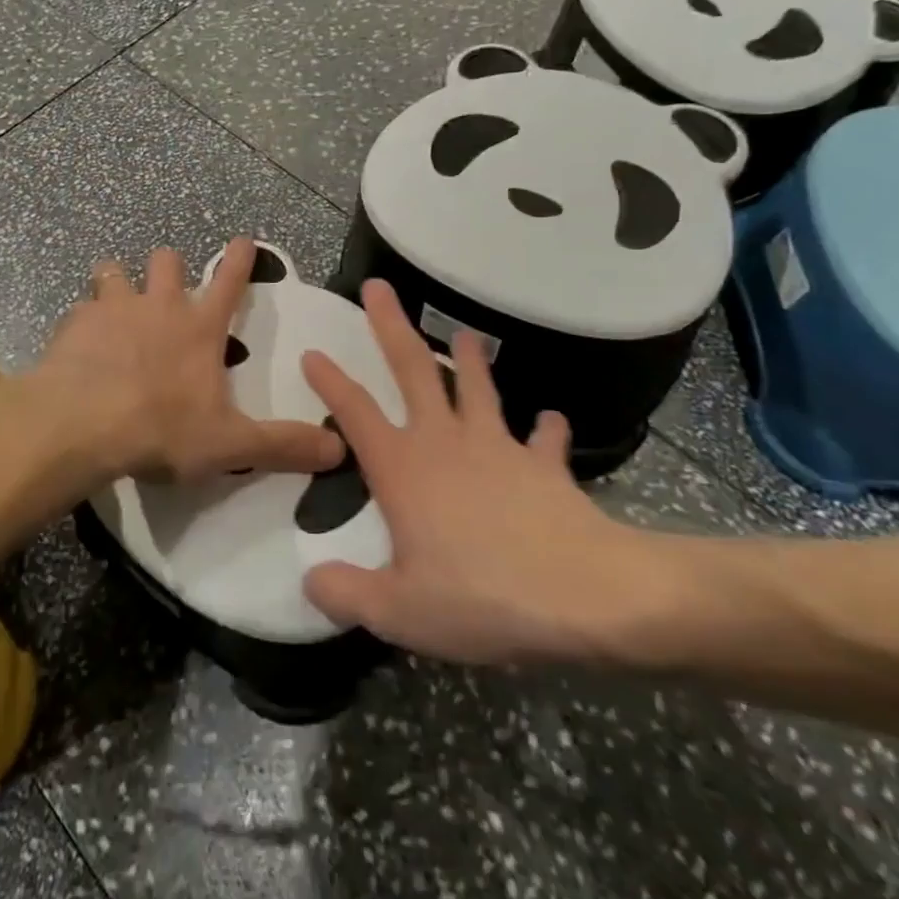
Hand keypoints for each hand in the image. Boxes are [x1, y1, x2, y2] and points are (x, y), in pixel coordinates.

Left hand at [37, 239, 344, 487]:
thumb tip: (338, 450)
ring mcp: (112, 309)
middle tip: (164, 289)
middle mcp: (158, 306)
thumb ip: (283, 445)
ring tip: (114, 306)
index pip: (229, 282)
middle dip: (169, 267)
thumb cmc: (161, 430)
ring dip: (117, 283)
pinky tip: (78, 346)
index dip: (240, 259)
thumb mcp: (230, 444)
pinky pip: (79, 310)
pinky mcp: (73, 323)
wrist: (81, 425)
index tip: (242, 240)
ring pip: (114, 272)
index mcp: (199, 328)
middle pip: (167, 261)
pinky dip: (82, 323)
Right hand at [301, 280, 684, 669]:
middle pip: (412, 370)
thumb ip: (347, 594)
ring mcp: (498, 448)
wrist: (587, 596)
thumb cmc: (483, 598)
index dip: (330, 380)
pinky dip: (545, 429)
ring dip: (467, 360)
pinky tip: (549, 421)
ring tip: (464, 334)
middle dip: (391, 325)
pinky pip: (543, 439)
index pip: (355, 412)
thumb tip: (310, 581)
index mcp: (403, 469)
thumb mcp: (399, 612)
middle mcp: (445, 443)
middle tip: (378, 286)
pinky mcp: (544, 466)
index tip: (312, 351)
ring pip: (476, 388)